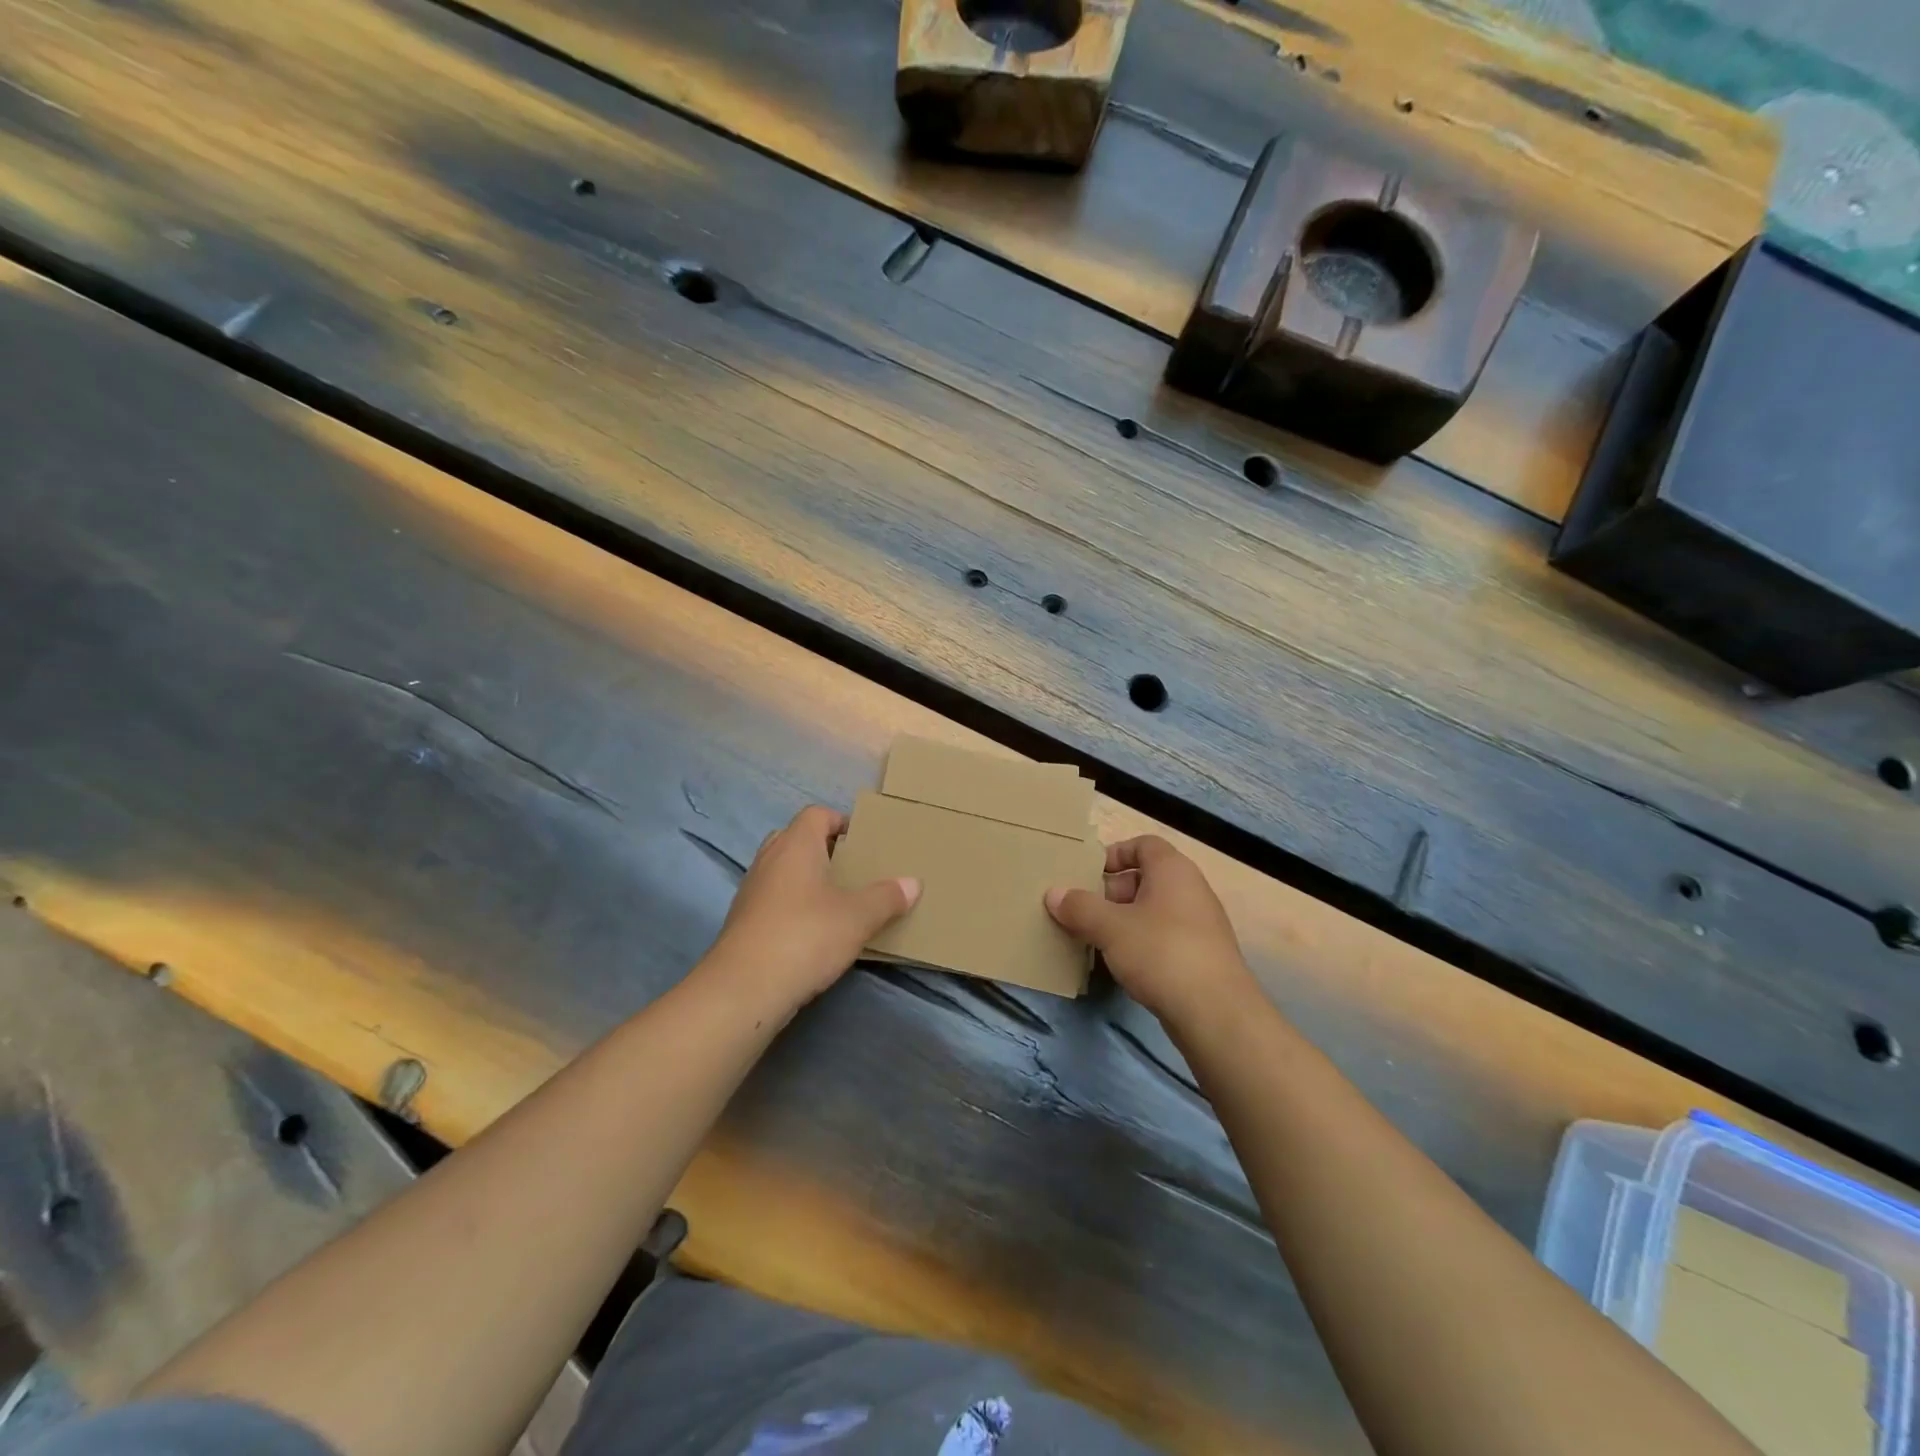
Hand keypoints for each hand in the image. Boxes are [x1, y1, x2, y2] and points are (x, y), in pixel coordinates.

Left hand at [707, 805, 918, 1007]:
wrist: (744, 989)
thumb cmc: (806, 936)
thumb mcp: (858, 917)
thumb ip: (886, 897)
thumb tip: (912, 883)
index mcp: (796, 845)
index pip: (816, 814)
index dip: (840, 821)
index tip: (863, 842)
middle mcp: (769, 859)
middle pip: (796, 839)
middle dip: (823, 850)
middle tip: (851, 870)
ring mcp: (751, 891)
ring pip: (782, 871)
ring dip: (806, 880)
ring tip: (837, 901)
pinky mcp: (743, 922)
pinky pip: (773, 900)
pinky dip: (792, 906)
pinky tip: (813, 932)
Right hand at [1046, 835, 1251, 1023]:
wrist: (1216, 1012)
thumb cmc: (1161, 952)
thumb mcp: (1110, 927)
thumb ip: (1079, 907)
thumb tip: (1053, 893)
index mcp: (1173, 870)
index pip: (1143, 845)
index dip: (1114, 854)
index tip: (1088, 874)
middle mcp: (1191, 889)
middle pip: (1145, 878)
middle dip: (1111, 892)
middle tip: (1083, 911)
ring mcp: (1200, 924)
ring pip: (1153, 911)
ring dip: (1123, 921)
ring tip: (1095, 939)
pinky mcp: (1202, 956)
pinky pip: (1164, 937)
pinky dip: (1141, 943)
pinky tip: (1122, 964)